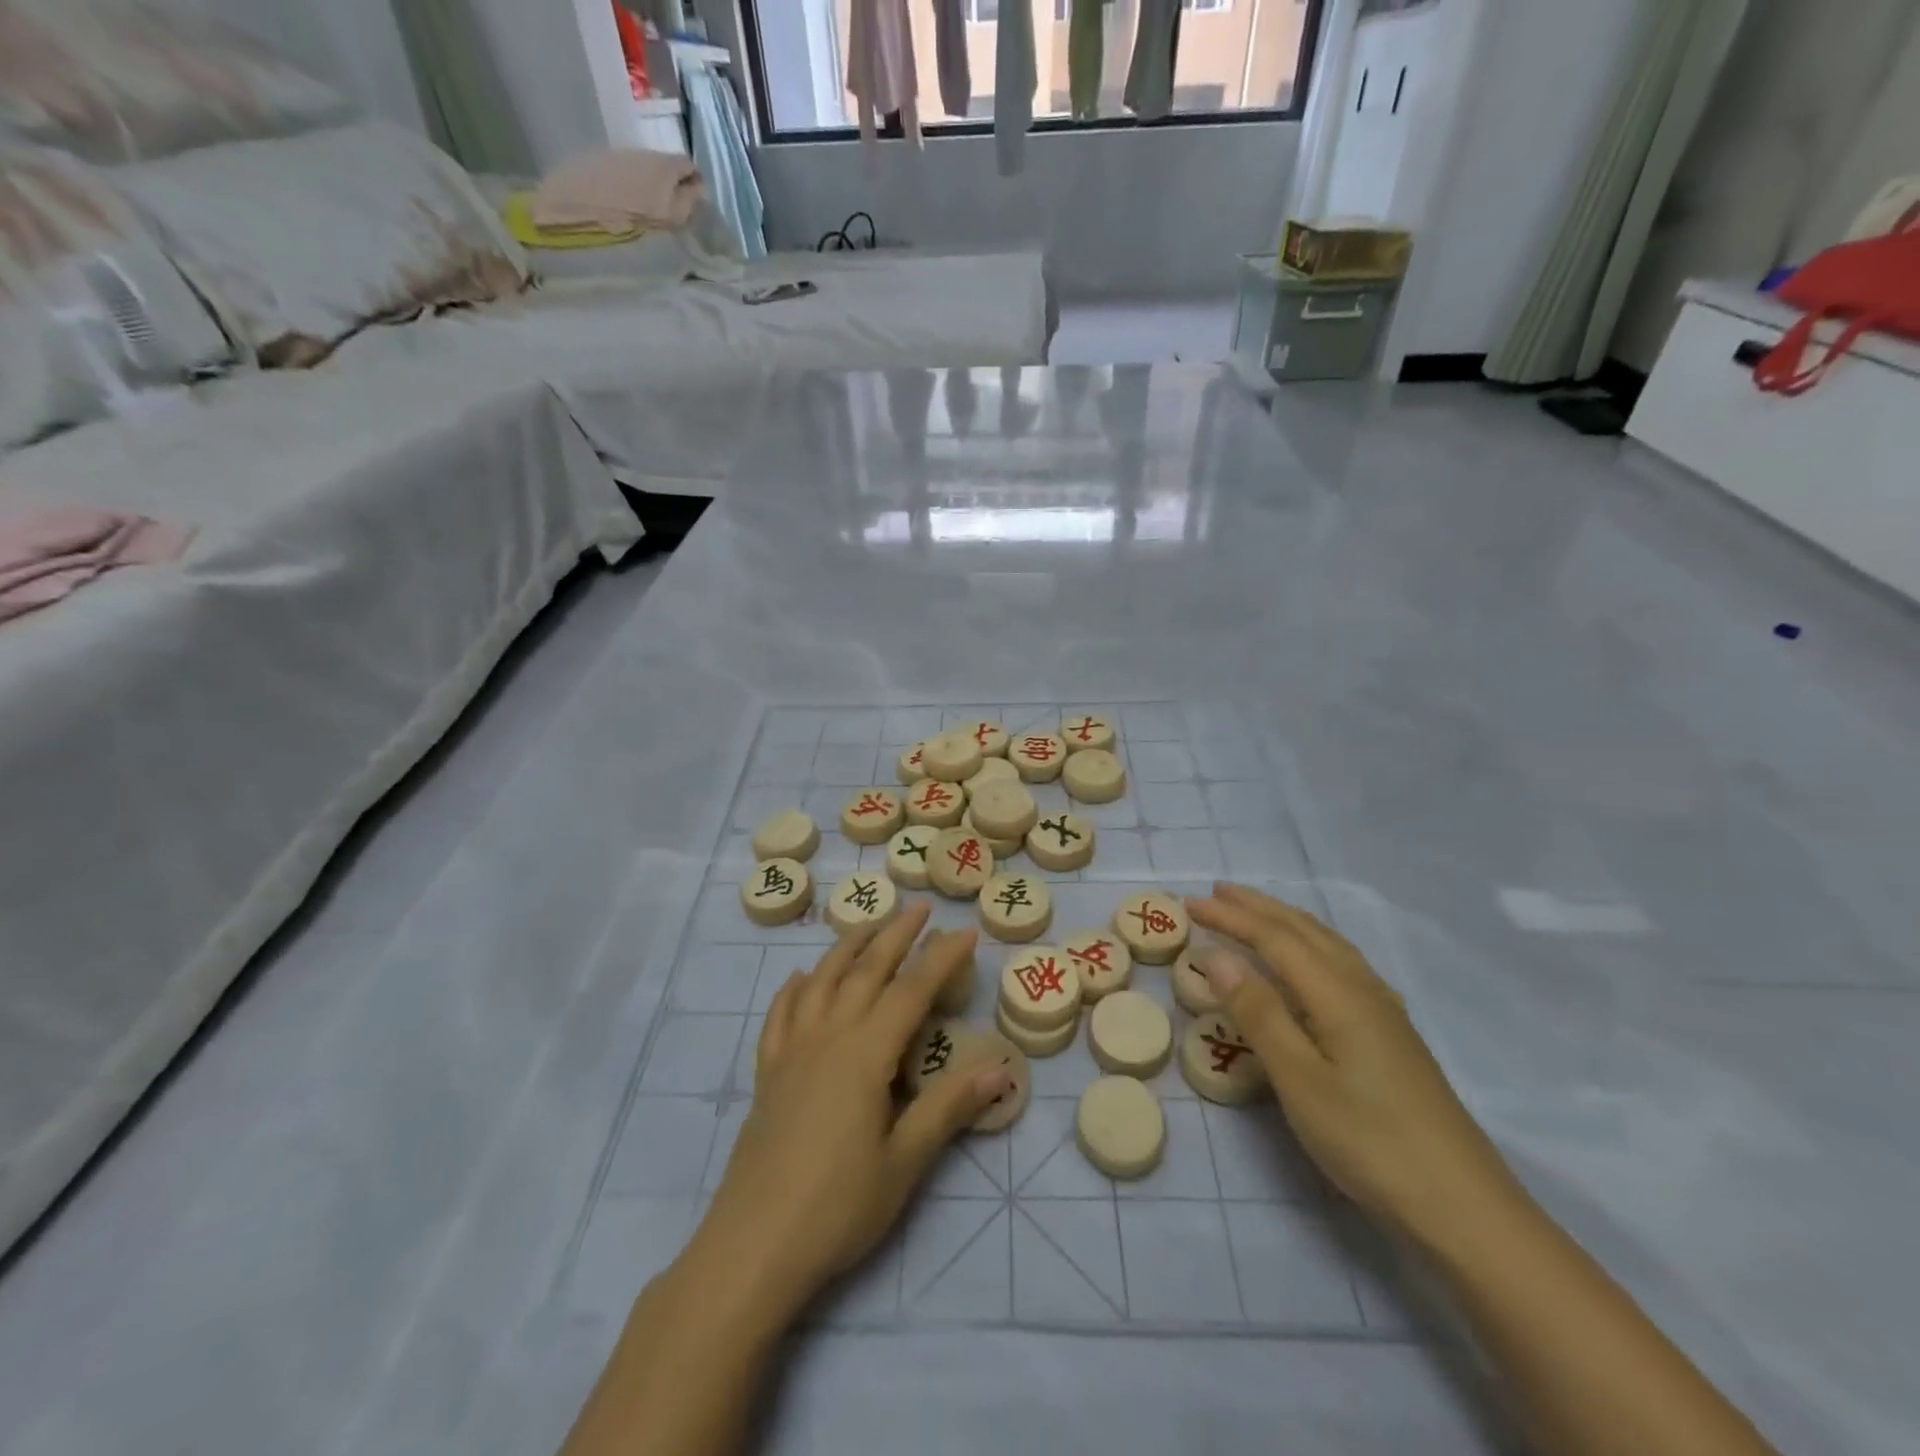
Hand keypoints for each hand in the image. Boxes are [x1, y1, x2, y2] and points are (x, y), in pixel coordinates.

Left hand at [692, 905, 1008, 1317]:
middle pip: (865, 971)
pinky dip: (795, 988)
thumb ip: (949, 1108)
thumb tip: (1001, 1069)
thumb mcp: (904, 1161)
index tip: (965, 932)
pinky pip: (780, 1014)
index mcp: (865, 1054)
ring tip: (868, 925)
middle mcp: (828, 1037)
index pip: (912, 991)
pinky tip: (802, 979)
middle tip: (919, 908)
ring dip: (847, 947)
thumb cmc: (838, 1206)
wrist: (752, 1247)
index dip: (941, 958)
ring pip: (821, 980)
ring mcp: (792, 1051)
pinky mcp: (768, 1072)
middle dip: (896, 935)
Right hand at [1187, 883, 1520, 1245]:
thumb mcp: (1300, 1080)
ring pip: (1327, 944)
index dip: (1230, 917)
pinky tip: (1310, 960)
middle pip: (1303, 931)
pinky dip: (1311, 944)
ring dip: (1285, 921)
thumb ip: (1258, 1013)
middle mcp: (1363, 989)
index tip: (1189, 903)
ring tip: (1255, 912)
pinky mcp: (1392, 1034)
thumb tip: (1217, 956)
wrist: (1463, 1207)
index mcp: (1338, 994)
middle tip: (1216, 891)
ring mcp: (1383, 1011)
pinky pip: (1341, 963)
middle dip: (1257, 907)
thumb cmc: (1369, 1141)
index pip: (1274, 938)